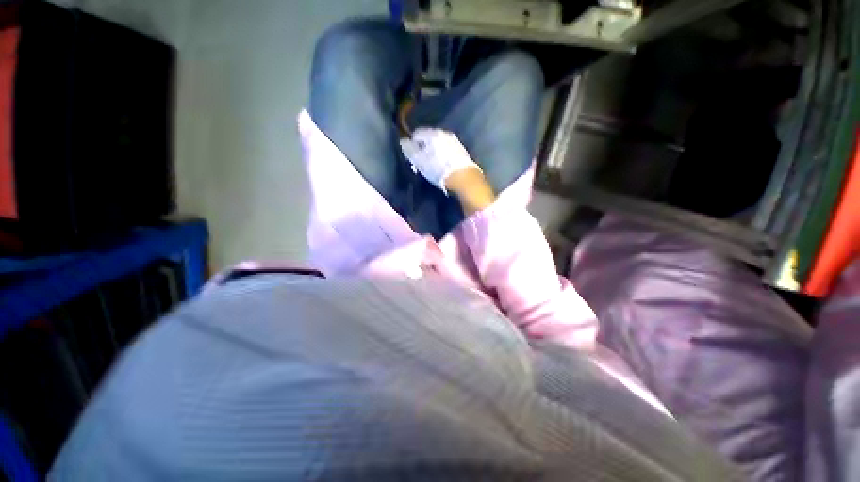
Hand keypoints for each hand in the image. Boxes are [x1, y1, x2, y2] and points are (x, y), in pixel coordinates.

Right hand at [400, 128, 495, 213]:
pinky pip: (447, 150)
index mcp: (433, 134)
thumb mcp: (420, 162)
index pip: (417, 133)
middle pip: (429, 138)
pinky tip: (443, 166)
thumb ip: (410, 150)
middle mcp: (445, 134)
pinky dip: (443, 156)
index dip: (412, 143)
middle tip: (420, 160)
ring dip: (434, 152)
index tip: (411, 155)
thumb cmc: (439, 169)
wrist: (463, 178)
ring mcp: (455, 142)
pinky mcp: (462, 152)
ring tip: (431, 164)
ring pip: (439, 144)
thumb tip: (403, 142)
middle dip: (424, 147)